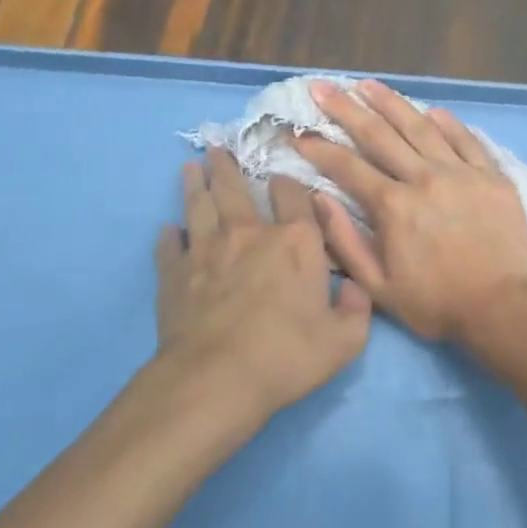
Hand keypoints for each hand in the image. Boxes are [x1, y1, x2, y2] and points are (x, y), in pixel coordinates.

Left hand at [154, 148, 371, 423]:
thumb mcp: (344, 340)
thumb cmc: (287, 356)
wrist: (217, 379)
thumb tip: (357, 287)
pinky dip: (169, 235)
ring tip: (191, 167)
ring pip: (200, 206)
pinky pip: (170, 245)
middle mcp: (250, 234)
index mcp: (295, 242)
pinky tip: (169, 230)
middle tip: (218, 148)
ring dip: (196, 184)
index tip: (282, 177)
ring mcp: (207, 250)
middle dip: (228, 166)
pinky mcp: (175, 274)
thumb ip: (358, 309)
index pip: (292, 196)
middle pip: (236, 188)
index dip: (288, 183)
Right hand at [294, 79, 526, 347]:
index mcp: (393, 206)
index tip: (298, 132)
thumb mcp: (378, 286)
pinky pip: (466, 140)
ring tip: (368, 84)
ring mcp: (461, 173)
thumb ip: (344, 240)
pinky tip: (431, 110)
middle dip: (346, 109)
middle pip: (379, 134)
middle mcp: (424, 178)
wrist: (503, 308)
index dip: (319, 148)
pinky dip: (447, 123)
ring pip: (421, 127)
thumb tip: (317, 199)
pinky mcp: (492, 176)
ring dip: (391, 102)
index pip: (347, 166)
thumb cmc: (436, 303)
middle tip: (323, 88)